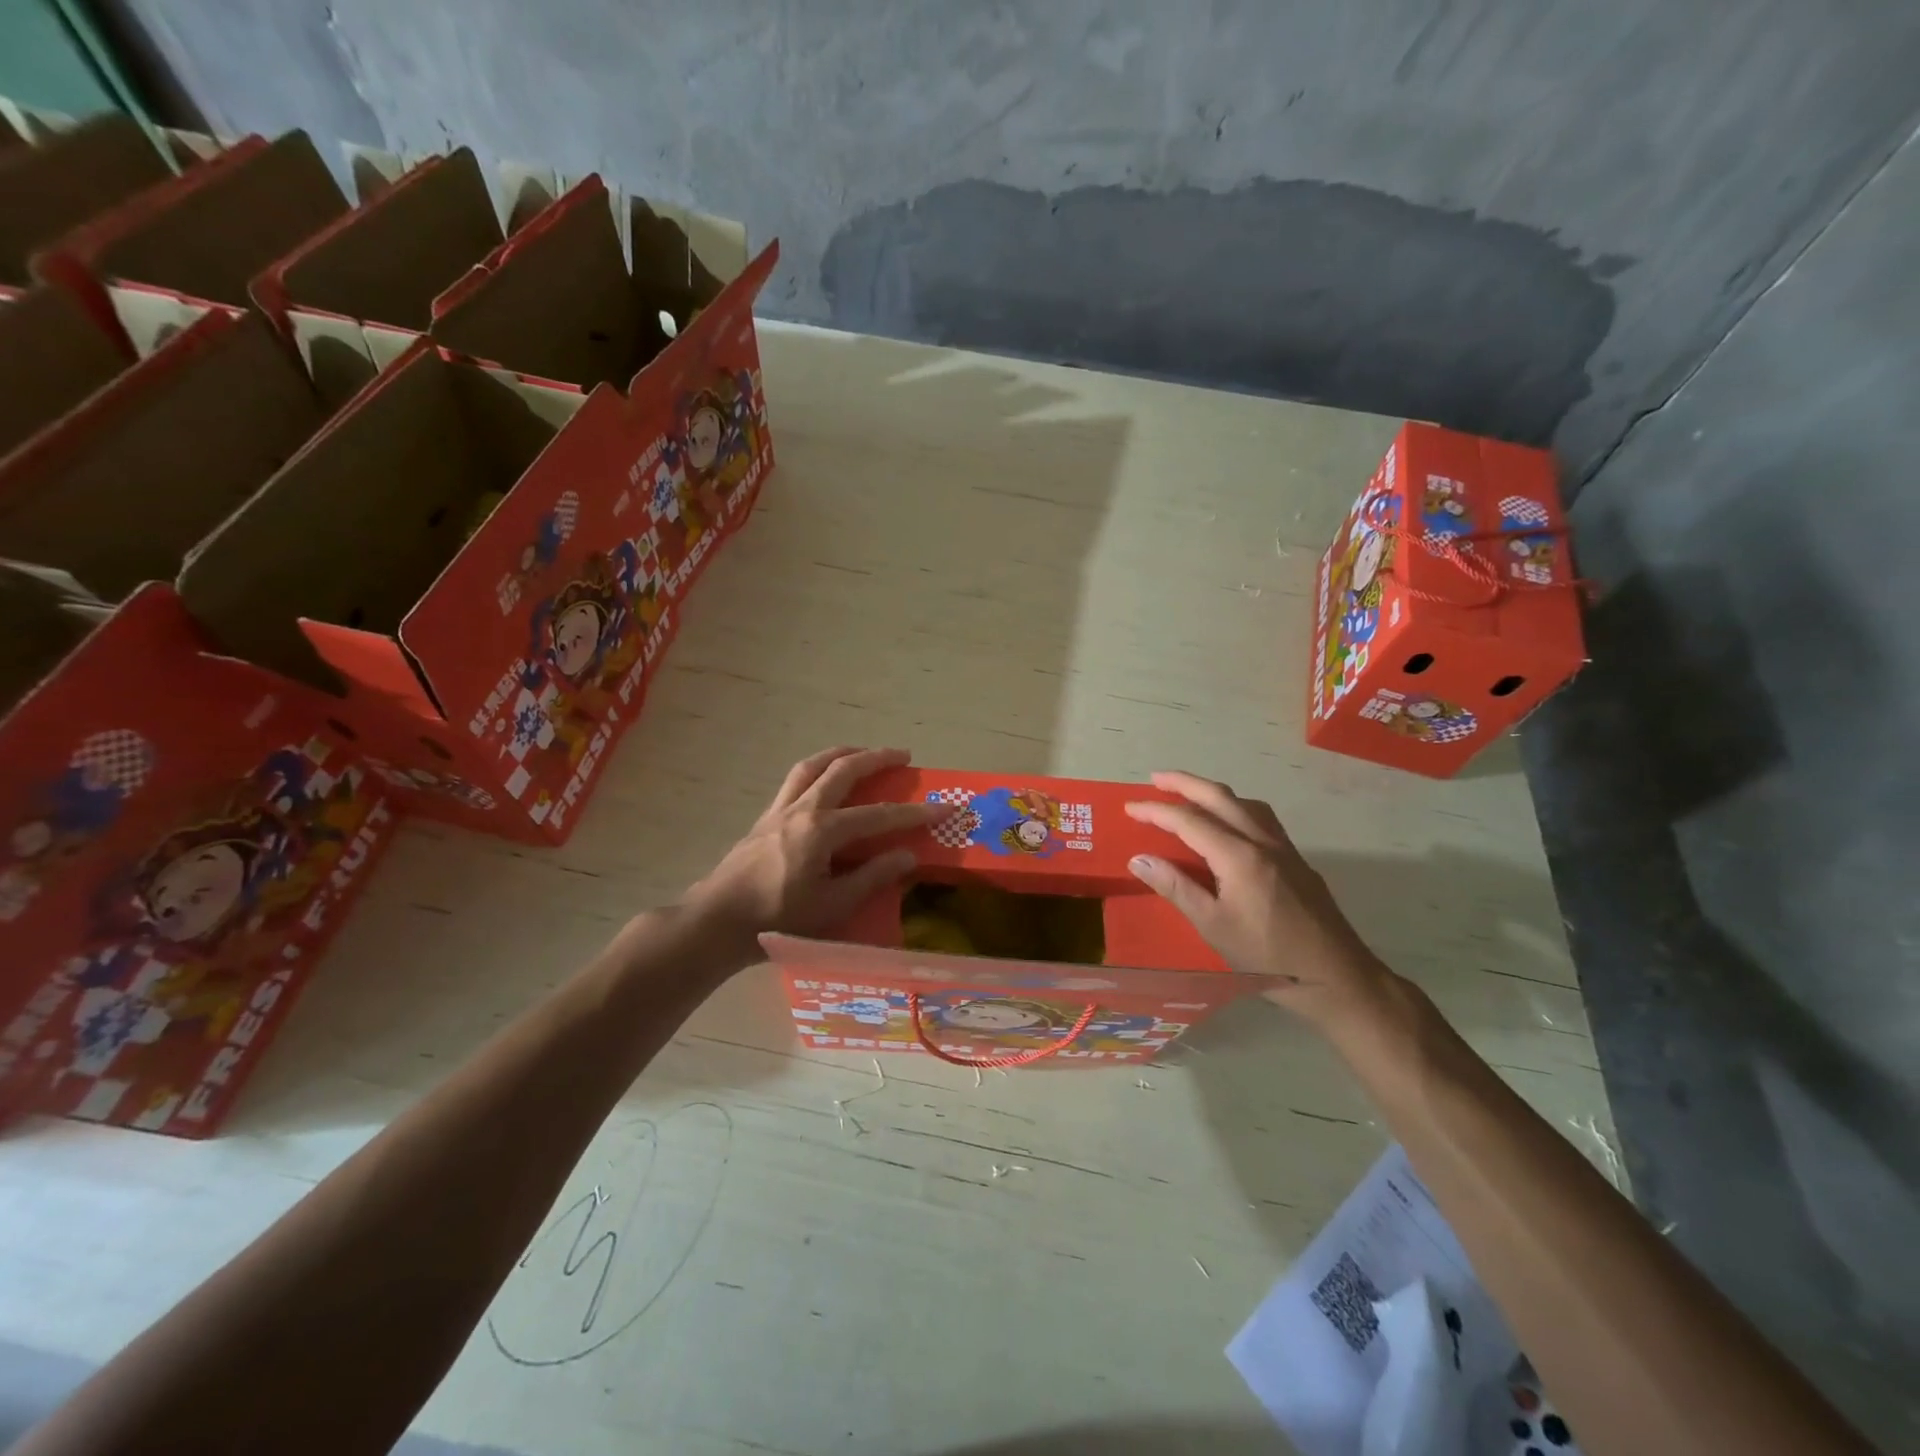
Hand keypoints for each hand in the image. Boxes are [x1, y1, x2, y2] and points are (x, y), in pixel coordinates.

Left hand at [682, 746, 941, 965]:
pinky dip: (817, 768)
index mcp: (821, 831)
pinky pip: (795, 779)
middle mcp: (801, 809)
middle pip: (843, 769)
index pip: (878, 815)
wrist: (715, 922)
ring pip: (813, 765)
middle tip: (904, 755)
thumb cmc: (776, 920)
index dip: (914, 812)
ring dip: (842, 753)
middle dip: (877, 758)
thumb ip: (872, 878)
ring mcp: (779, 810)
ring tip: (863, 752)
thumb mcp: (832, 907)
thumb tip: (907, 855)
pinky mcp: (764, 817)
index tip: (944, 807)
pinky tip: (824, 780)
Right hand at [1124, 771, 1394, 1023]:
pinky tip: (1231, 825)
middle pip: (1220, 797)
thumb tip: (1139, 859)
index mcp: (1239, 856)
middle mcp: (1263, 842)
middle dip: (1185, 783)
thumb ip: (1176, 887)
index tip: (1129, 807)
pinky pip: (1262, 819)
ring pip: (1246, 803)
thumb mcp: (1213, 926)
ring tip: (1190, 796)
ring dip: (1214, 792)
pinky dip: (1236, 808)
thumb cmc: (1268, 957)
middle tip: (1155, 778)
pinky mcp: (1297, 861)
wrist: (1337, 977)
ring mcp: (1285, 849)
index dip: (1156, 811)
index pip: (1189, 821)